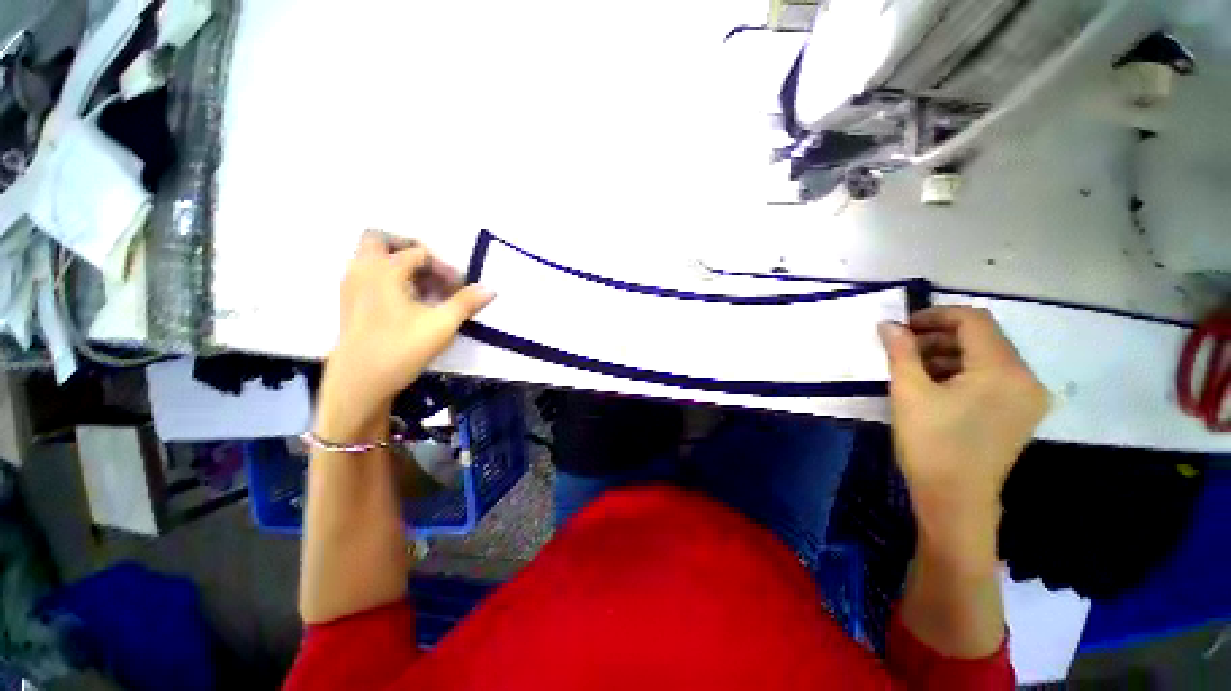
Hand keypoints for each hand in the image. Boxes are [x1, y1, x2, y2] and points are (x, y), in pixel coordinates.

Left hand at [316, 232, 494, 441]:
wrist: (359, 381)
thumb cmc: (401, 348)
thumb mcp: (441, 325)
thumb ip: (466, 303)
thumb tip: (490, 289)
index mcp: (384, 270)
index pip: (419, 253)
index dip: (445, 268)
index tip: (461, 288)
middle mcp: (363, 270)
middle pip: (380, 240)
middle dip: (409, 248)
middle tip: (433, 268)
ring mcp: (352, 286)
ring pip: (372, 258)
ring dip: (399, 264)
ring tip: (426, 288)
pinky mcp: (350, 303)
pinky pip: (368, 274)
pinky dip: (389, 277)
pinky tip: (409, 302)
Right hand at [878, 307, 1049, 568]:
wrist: (955, 500)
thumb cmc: (931, 443)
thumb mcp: (909, 392)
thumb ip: (900, 351)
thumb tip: (889, 324)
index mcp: (1003, 370)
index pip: (974, 321)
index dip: (937, 315)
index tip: (904, 326)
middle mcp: (1026, 378)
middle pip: (984, 337)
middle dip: (940, 336)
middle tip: (904, 347)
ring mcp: (1028, 398)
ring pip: (988, 357)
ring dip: (950, 354)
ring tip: (915, 368)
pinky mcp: (1021, 413)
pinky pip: (994, 377)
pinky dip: (964, 372)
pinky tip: (937, 386)